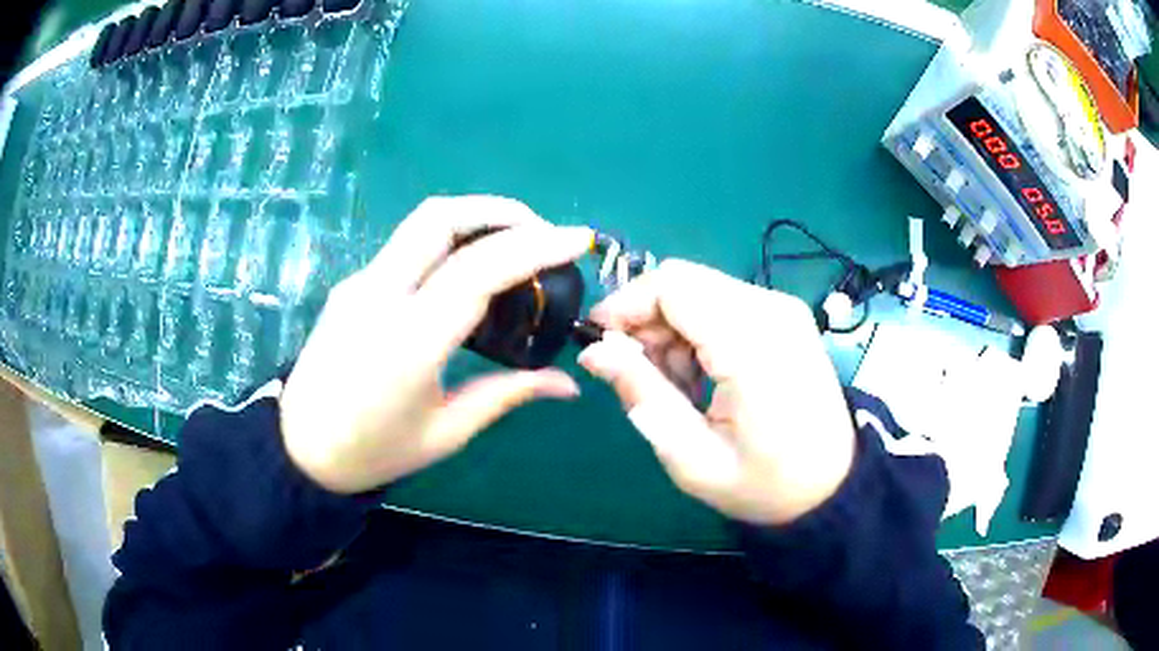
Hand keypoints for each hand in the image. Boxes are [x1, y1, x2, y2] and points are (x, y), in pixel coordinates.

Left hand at [280, 196, 593, 493]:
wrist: (300, 448)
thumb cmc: (374, 451)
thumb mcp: (446, 432)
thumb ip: (508, 394)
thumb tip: (568, 384)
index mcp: (409, 341)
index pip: (478, 270)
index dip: (534, 247)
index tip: (575, 239)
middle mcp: (380, 296)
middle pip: (441, 217)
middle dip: (500, 210)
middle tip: (542, 232)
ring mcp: (360, 284)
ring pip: (421, 223)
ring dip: (474, 218)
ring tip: (514, 243)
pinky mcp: (351, 285)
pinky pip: (407, 247)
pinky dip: (449, 241)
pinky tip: (468, 270)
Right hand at [579, 260, 854, 524]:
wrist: (831, 485)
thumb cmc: (764, 483)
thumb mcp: (692, 456)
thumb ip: (642, 395)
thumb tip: (594, 351)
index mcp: (751, 344)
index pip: (672, 285)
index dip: (626, 304)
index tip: (601, 342)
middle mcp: (771, 310)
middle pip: (684, 280)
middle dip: (647, 319)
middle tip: (637, 373)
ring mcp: (783, 309)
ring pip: (701, 289)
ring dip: (672, 328)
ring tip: (674, 384)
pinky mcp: (786, 316)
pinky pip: (724, 302)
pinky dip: (698, 330)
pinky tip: (703, 375)